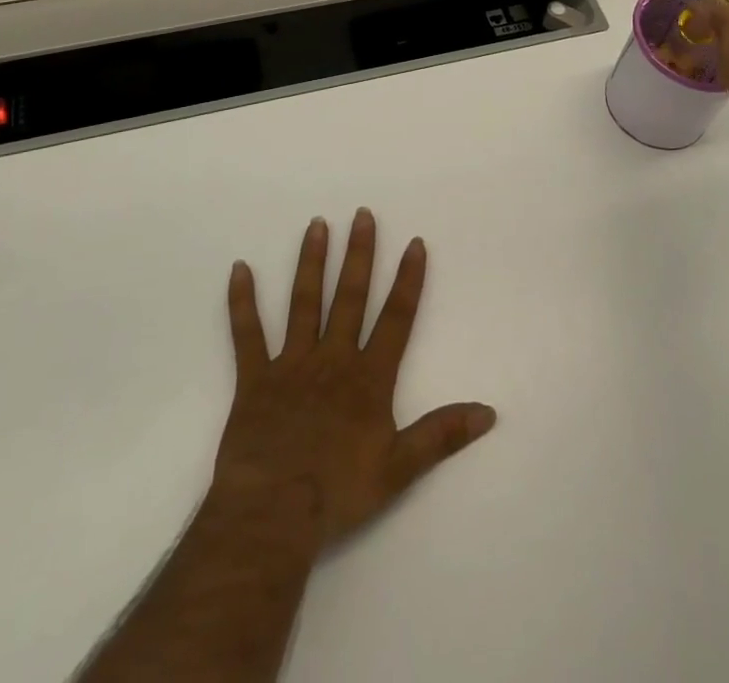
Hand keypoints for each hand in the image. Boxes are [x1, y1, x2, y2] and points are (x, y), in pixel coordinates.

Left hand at [213, 209, 496, 551]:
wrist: (272, 514)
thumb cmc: (338, 491)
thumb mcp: (400, 468)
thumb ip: (442, 435)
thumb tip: (489, 413)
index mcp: (368, 377)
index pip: (395, 318)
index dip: (407, 280)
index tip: (414, 243)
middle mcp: (332, 358)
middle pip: (349, 297)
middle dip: (358, 254)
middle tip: (362, 214)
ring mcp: (291, 363)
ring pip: (303, 302)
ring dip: (310, 262)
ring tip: (316, 225)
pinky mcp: (254, 378)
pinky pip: (247, 334)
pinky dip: (242, 301)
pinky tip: (239, 269)